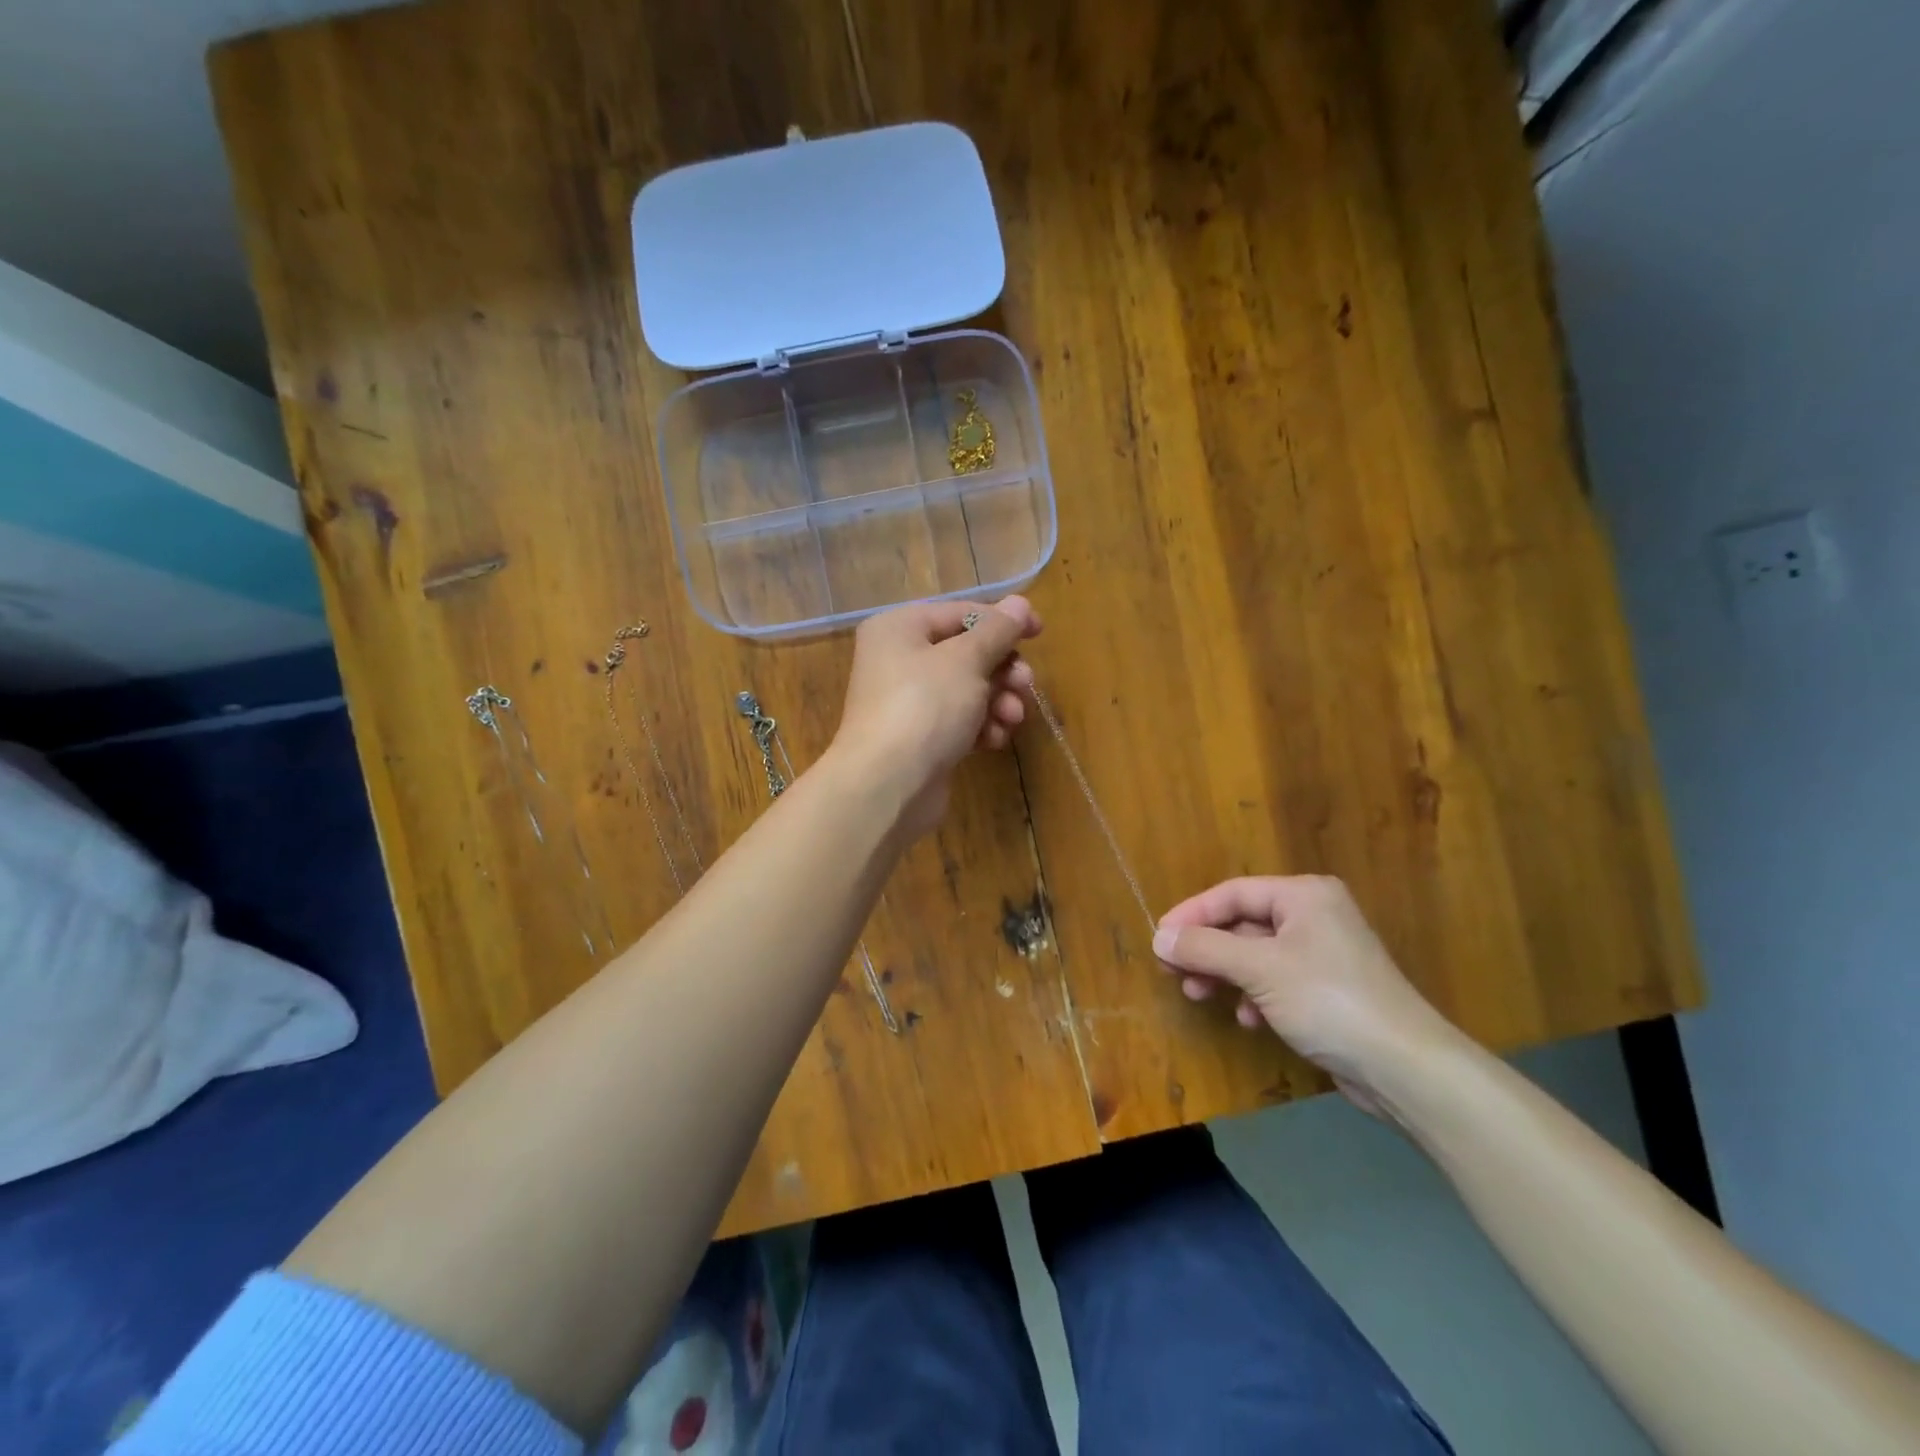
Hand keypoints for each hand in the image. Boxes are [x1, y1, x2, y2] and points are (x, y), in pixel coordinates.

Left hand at [830, 597, 1041, 839]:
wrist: (888, 785)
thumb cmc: (925, 707)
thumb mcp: (966, 660)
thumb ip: (997, 631)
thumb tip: (1020, 603)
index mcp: (899, 629)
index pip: (960, 613)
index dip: (1002, 621)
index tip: (1039, 632)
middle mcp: (898, 660)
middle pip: (966, 654)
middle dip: (1002, 670)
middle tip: (1025, 685)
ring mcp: (908, 702)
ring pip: (968, 690)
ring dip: (998, 701)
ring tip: (1012, 718)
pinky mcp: (920, 738)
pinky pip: (959, 721)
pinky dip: (980, 727)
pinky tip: (993, 740)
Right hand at [1152, 876, 1468, 1119]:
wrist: (1404, 1067)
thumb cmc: (1328, 1000)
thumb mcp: (1258, 969)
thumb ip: (1205, 948)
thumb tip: (1158, 937)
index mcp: (1303, 895)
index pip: (1232, 893)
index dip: (1192, 914)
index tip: (1159, 939)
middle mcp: (1314, 915)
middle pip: (1243, 923)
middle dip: (1207, 948)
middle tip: (1173, 970)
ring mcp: (1323, 954)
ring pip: (1256, 954)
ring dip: (1225, 974)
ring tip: (1199, 995)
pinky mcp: (1328, 990)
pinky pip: (1276, 980)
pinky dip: (1255, 995)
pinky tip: (1249, 1020)